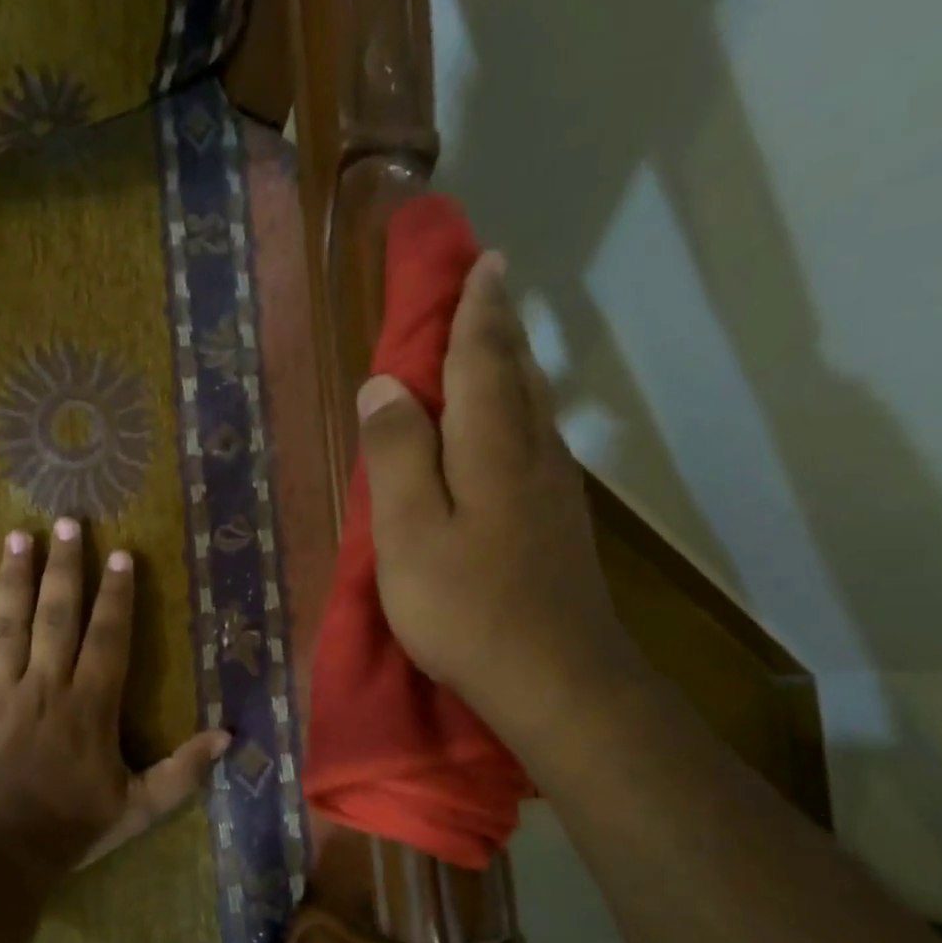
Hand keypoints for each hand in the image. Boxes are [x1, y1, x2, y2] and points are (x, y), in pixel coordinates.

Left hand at [0, 518, 229, 871]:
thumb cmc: (72, 828)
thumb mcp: (140, 806)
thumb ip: (183, 770)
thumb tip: (228, 736)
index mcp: (90, 704)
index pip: (108, 637)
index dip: (116, 594)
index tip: (120, 555)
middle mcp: (45, 684)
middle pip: (55, 615)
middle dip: (64, 567)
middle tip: (66, 523)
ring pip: (7, 624)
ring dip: (14, 578)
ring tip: (18, 537)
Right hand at [357, 251, 641, 745]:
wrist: (557, 680)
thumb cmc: (467, 607)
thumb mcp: (410, 532)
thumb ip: (396, 453)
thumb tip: (382, 386)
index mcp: (493, 445)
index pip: (483, 357)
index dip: (478, 309)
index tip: (481, 262)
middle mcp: (533, 453)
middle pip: (518, 372)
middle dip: (500, 325)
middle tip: (490, 284)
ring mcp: (555, 490)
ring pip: (534, 406)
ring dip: (513, 364)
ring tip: (495, 339)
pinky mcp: (559, 523)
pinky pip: (536, 441)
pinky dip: (519, 410)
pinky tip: (511, 423)